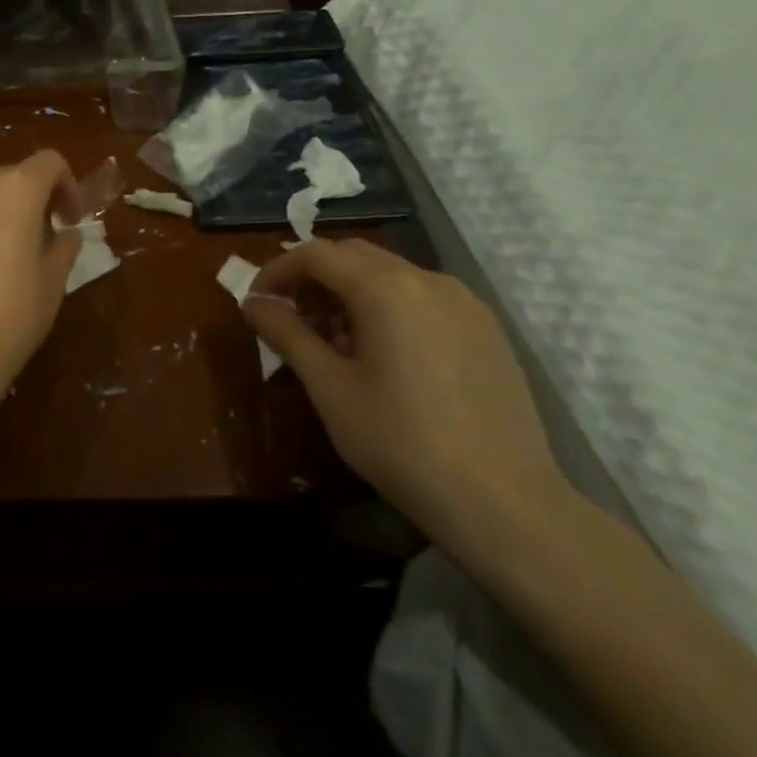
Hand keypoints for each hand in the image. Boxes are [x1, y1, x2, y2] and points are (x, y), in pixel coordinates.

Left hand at [0, 151, 83, 417]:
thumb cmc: (8, 317)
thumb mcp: (52, 283)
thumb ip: (63, 247)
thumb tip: (63, 233)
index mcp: (15, 189)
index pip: (49, 163)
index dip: (68, 186)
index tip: (70, 221)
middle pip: (11, 178)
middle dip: (31, 202)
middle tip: (41, 242)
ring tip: (1, 258)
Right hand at [241, 237, 570, 559]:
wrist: (503, 502)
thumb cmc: (400, 441)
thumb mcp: (329, 387)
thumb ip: (286, 334)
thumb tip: (253, 303)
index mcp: (385, 288)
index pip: (316, 254)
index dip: (277, 270)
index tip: (257, 302)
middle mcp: (427, 280)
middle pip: (353, 255)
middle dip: (313, 277)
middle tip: (290, 317)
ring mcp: (464, 302)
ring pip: (389, 274)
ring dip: (349, 291)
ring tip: (332, 341)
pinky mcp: (485, 328)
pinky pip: (421, 297)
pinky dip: (386, 306)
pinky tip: (380, 353)